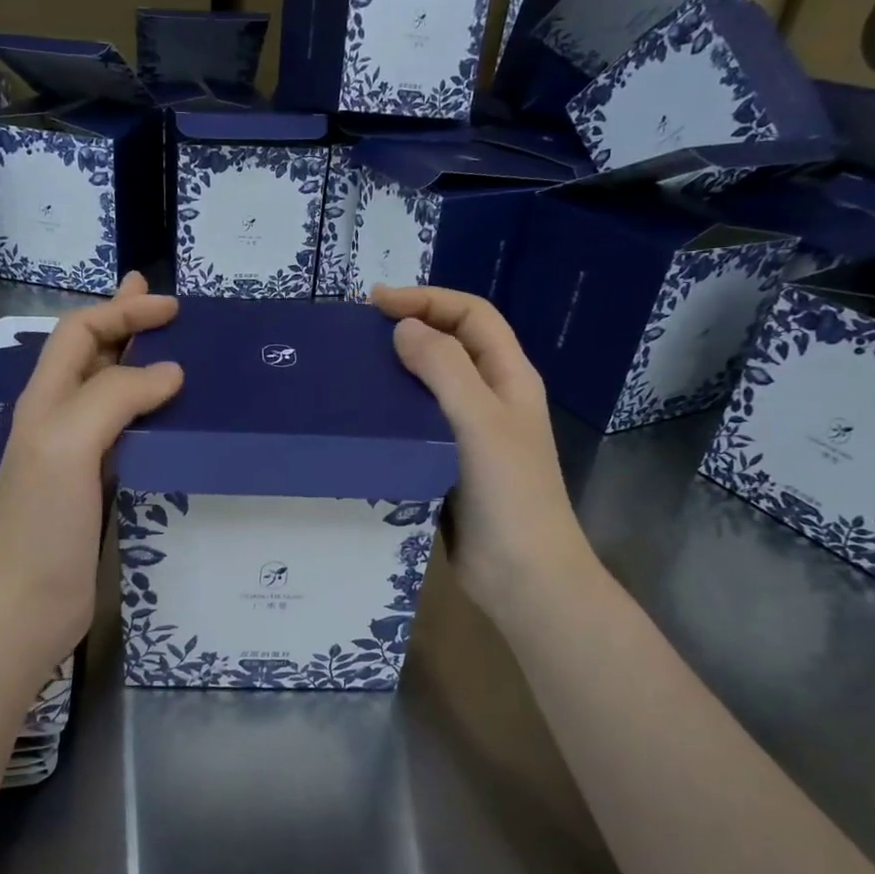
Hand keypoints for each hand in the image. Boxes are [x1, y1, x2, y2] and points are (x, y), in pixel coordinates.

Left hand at [0, 273, 182, 671]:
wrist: (18, 612)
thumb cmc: (38, 526)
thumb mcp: (67, 446)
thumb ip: (114, 398)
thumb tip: (170, 372)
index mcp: (46, 402)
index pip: (80, 333)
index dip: (122, 312)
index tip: (173, 309)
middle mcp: (59, 422)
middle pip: (91, 357)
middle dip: (125, 325)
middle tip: (166, 308)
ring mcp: (76, 460)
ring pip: (110, 396)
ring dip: (139, 368)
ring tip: (178, 358)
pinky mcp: (95, 494)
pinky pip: (127, 439)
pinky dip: (150, 417)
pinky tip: (172, 425)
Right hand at [370, 284, 598, 628]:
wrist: (521, 574)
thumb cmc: (508, 492)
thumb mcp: (479, 420)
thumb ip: (444, 368)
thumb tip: (404, 328)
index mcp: (509, 377)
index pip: (471, 316)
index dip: (428, 300)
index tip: (377, 303)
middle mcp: (490, 399)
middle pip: (450, 346)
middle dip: (409, 330)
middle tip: (358, 336)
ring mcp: (469, 435)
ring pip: (430, 388)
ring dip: (396, 374)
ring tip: (353, 374)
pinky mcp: (447, 466)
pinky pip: (417, 427)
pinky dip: (392, 415)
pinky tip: (363, 422)